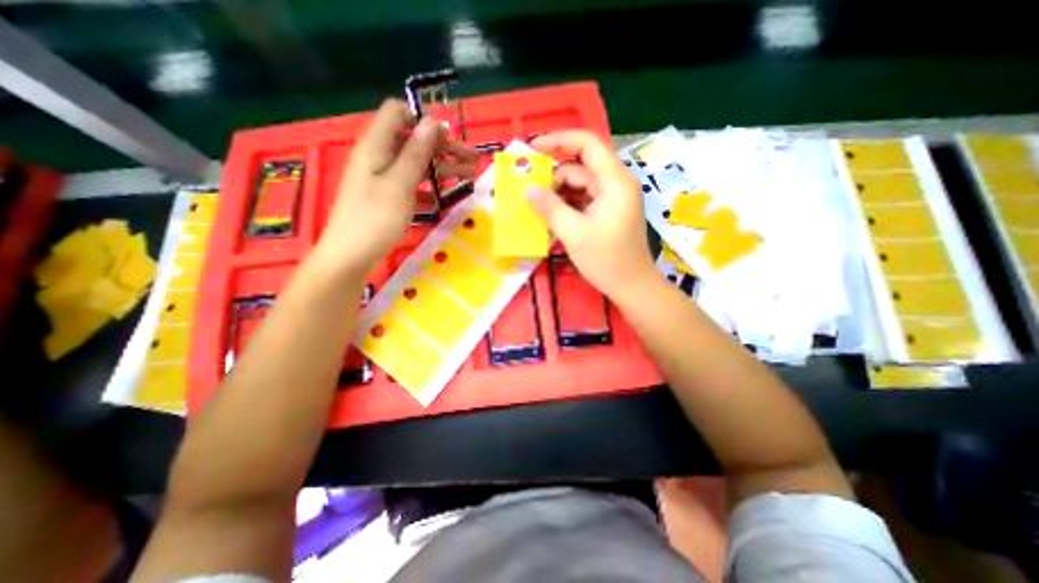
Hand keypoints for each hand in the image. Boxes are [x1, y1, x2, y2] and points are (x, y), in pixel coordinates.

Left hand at [315, 98, 474, 273]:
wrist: (351, 255)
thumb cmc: (375, 218)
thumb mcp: (399, 184)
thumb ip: (415, 152)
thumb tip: (431, 121)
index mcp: (376, 145)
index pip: (398, 112)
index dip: (423, 120)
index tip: (448, 137)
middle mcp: (379, 155)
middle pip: (414, 139)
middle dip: (444, 146)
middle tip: (472, 159)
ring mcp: (383, 176)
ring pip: (417, 162)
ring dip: (443, 165)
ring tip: (469, 175)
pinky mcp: (388, 194)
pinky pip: (412, 181)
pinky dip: (431, 184)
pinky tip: (447, 193)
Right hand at [529, 131, 656, 302]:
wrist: (632, 287)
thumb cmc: (607, 261)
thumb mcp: (574, 233)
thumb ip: (549, 208)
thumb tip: (528, 189)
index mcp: (614, 182)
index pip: (588, 144)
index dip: (559, 140)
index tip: (533, 149)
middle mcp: (616, 184)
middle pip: (581, 166)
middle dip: (553, 176)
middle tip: (529, 190)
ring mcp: (613, 199)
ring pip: (580, 184)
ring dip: (558, 193)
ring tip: (537, 207)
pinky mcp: (609, 212)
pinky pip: (583, 199)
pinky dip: (567, 205)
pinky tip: (551, 216)